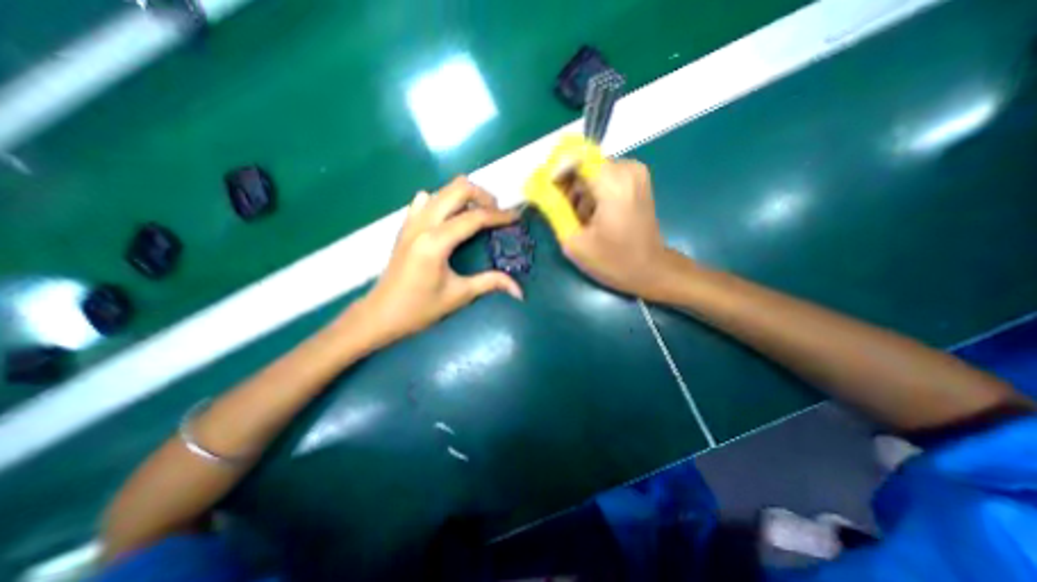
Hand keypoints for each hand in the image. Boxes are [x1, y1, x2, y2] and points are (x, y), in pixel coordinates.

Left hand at [358, 175, 521, 343]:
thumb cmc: (419, 308)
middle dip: (483, 196)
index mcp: (436, 242)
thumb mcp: (459, 296)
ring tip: (479, 214)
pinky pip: (426, 201)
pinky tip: (451, 218)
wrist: (380, 314)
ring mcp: (411, 222)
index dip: (499, 215)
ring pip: (442, 190)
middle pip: (457, 189)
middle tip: (497, 213)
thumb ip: (491, 284)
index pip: (474, 217)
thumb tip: (519, 290)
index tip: (517, 216)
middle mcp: (422, 223)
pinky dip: (444, 202)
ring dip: (465, 196)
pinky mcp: (406, 226)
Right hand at [558, 156, 672, 297]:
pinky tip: (592, 215)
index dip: (555, 171)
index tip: (546, 192)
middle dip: (566, 185)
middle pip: (582, 163)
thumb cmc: (613, 261)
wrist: (650, 269)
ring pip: (591, 170)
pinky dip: (592, 192)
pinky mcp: (636, 179)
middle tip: (561, 211)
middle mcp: (627, 168)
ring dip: (578, 191)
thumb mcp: (574, 241)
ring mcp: (635, 172)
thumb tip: (536, 188)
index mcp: (613, 183)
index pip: (575, 156)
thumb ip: (553, 210)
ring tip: (579, 218)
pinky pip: (603, 176)